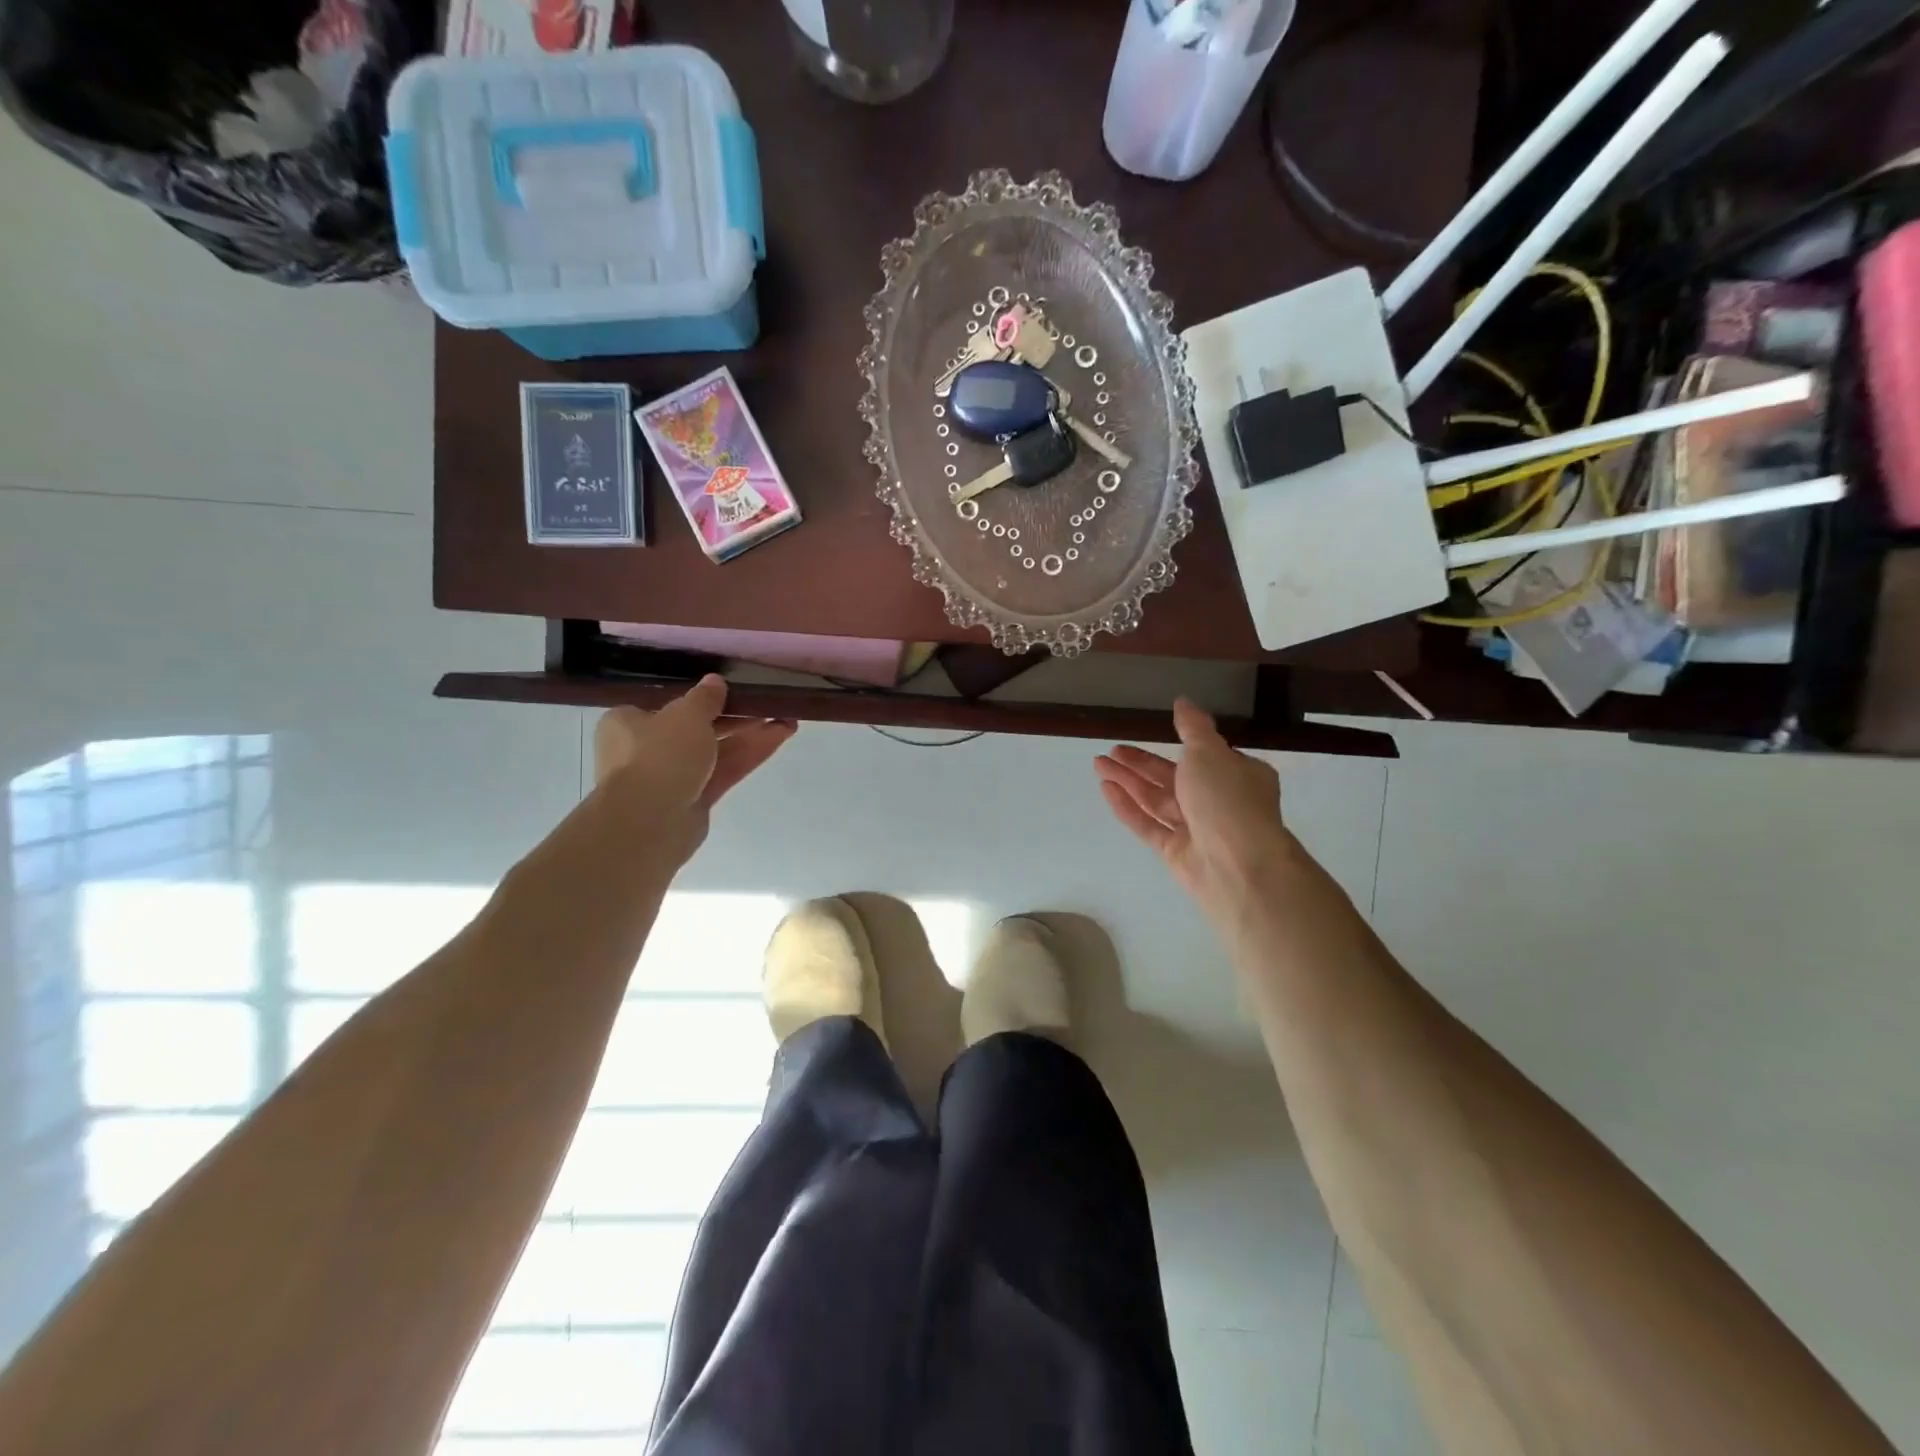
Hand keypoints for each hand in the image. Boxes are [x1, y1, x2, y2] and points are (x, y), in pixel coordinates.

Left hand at [593, 676, 795, 861]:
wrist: (650, 822)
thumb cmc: (659, 755)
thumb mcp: (686, 714)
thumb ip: (705, 697)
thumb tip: (715, 681)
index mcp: (628, 723)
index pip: (664, 706)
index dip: (699, 699)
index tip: (729, 693)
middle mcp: (645, 750)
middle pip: (696, 729)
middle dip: (734, 718)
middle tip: (766, 705)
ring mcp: (672, 779)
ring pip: (715, 752)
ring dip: (749, 736)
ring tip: (786, 721)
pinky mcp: (694, 801)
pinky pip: (724, 772)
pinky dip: (749, 756)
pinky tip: (779, 738)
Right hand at [1095, 699, 1295, 911]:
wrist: (1237, 866)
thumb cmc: (1228, 800)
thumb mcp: (1209, 752)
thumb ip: (1192, 727)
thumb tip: (1183, 701)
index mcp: (1238, 776)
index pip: (1206, 757)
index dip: (1179, 745)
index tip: (1153, 734)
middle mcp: (1219, 802)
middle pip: (1174, 777)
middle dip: (1141, 763)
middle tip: (1112, 750)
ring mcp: (1197, 829)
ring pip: (1157, 800)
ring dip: (1129, 781)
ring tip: (1099, 764)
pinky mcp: (1176, 852)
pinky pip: (1148, 824)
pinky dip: (1128, 806)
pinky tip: (1106, 789)